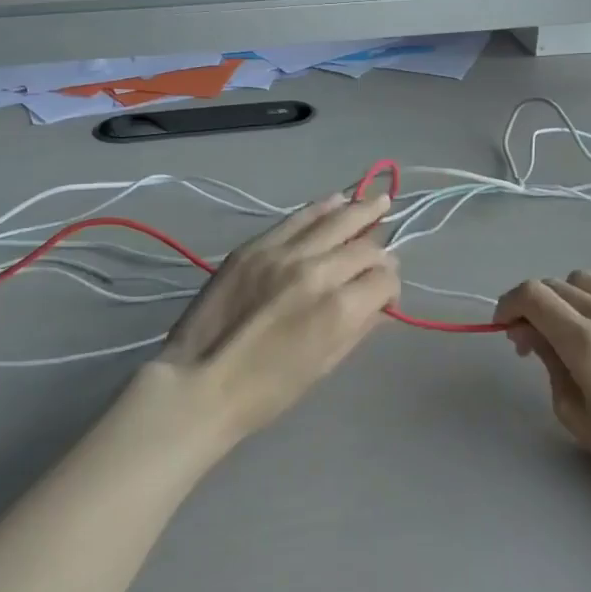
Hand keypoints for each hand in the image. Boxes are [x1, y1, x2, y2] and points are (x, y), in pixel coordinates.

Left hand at [141, 193, 400, 445]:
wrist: (200, 382)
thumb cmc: (268, 391)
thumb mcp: (324, 365)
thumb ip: (359, 327)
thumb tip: (380, 304)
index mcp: (340, 308)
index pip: (384, 279)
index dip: (391, 288)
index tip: (384, 297)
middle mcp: (318, 271)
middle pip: (365, 246)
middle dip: (379, 253)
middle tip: (381, 256)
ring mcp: (284, 253)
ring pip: (335, 220)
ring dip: (360, 212)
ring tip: (378, 202)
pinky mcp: (256, 246)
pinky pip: (298, 218)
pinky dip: (322, 209)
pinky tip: (337, 200)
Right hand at [494, 272, 590, 517]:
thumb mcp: (575, 414)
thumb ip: (549, 364)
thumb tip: (532, 334)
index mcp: (585, 342)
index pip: (533, 295)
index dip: (508, 304)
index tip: (504, 328)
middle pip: (557, 285)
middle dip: (534, 305)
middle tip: (531, 340)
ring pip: (588, 281)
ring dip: (567, 298)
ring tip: (571, 331)